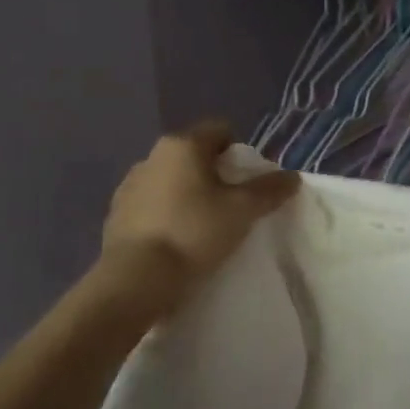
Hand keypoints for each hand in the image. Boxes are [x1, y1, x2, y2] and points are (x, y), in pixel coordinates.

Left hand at [100, 121, 299, 298]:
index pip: (220, 130)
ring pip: (171, 180)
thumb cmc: (194, 233)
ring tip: (204, 225)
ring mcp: (129, 185)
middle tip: (232, 204)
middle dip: (215, 174)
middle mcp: (151, 156)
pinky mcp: (116, 214)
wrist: (136, 278)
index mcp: (182, 145)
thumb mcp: (242, 211)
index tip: (249, 180)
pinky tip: (177, 240)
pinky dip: (167, 214)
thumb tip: (293, 176)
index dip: (240, 151)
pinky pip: (152, 204)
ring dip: (188, 194)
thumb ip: (269, 190)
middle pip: (194, 155)